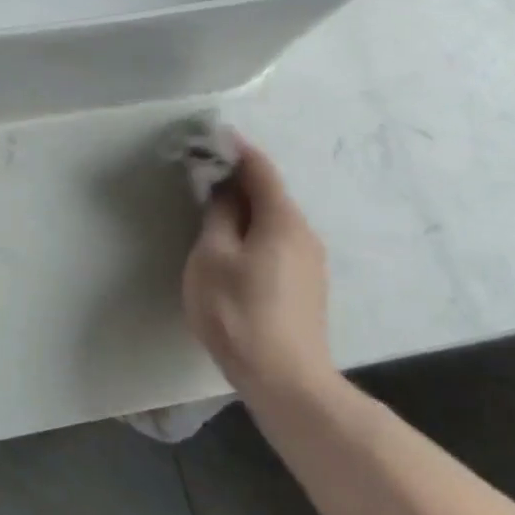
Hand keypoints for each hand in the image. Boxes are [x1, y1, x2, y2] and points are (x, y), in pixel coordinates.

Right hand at [181, 141, 334, 398]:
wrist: (286, 379)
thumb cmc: (238, 311)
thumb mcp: (212, 258)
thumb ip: (217, 217)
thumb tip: (222, 189)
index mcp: (281, 220)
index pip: (260, 170)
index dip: (236, 149)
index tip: (213, 135)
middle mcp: (303, 234)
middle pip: (269, 193)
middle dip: (238, 178)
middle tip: (204, 170)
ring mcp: (309, 262)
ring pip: (273, 219)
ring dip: (245, 206)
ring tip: (212, 205)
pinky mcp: (306, 286)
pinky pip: (277, 241)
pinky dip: (254, 229)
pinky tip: (233, 243)